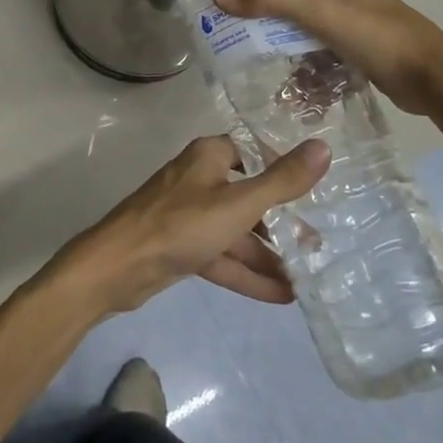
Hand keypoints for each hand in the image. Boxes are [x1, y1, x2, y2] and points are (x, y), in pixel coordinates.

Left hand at [59, 136, 331, 315]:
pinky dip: (248, 273)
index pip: (253, 152)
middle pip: (248, 196)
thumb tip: (324, 146)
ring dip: (268, 254)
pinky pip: (223, 257)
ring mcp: (189, 216)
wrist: (119, 266)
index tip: (318, 187)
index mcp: (209, 157)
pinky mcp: (182, 248)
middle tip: (319, 244)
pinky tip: (284, 295)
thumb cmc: (180, 224)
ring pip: (236, 232)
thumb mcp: (238, 204)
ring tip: (310, 277)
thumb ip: (282, 181)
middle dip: (281, 221)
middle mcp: (199, 180)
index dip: (282, 166)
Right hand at [211, 0, 442, 116]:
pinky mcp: (352, 45)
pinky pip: (314, 47)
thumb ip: (269, 0)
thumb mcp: (318, 12)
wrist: (432, 79)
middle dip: (259, 5)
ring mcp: (346, 17)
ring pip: (298, 21)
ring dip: (277, 38)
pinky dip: (299, 60)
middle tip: (224, 20)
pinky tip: (285, 81)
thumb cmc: (376, 35)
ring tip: (246, 54)